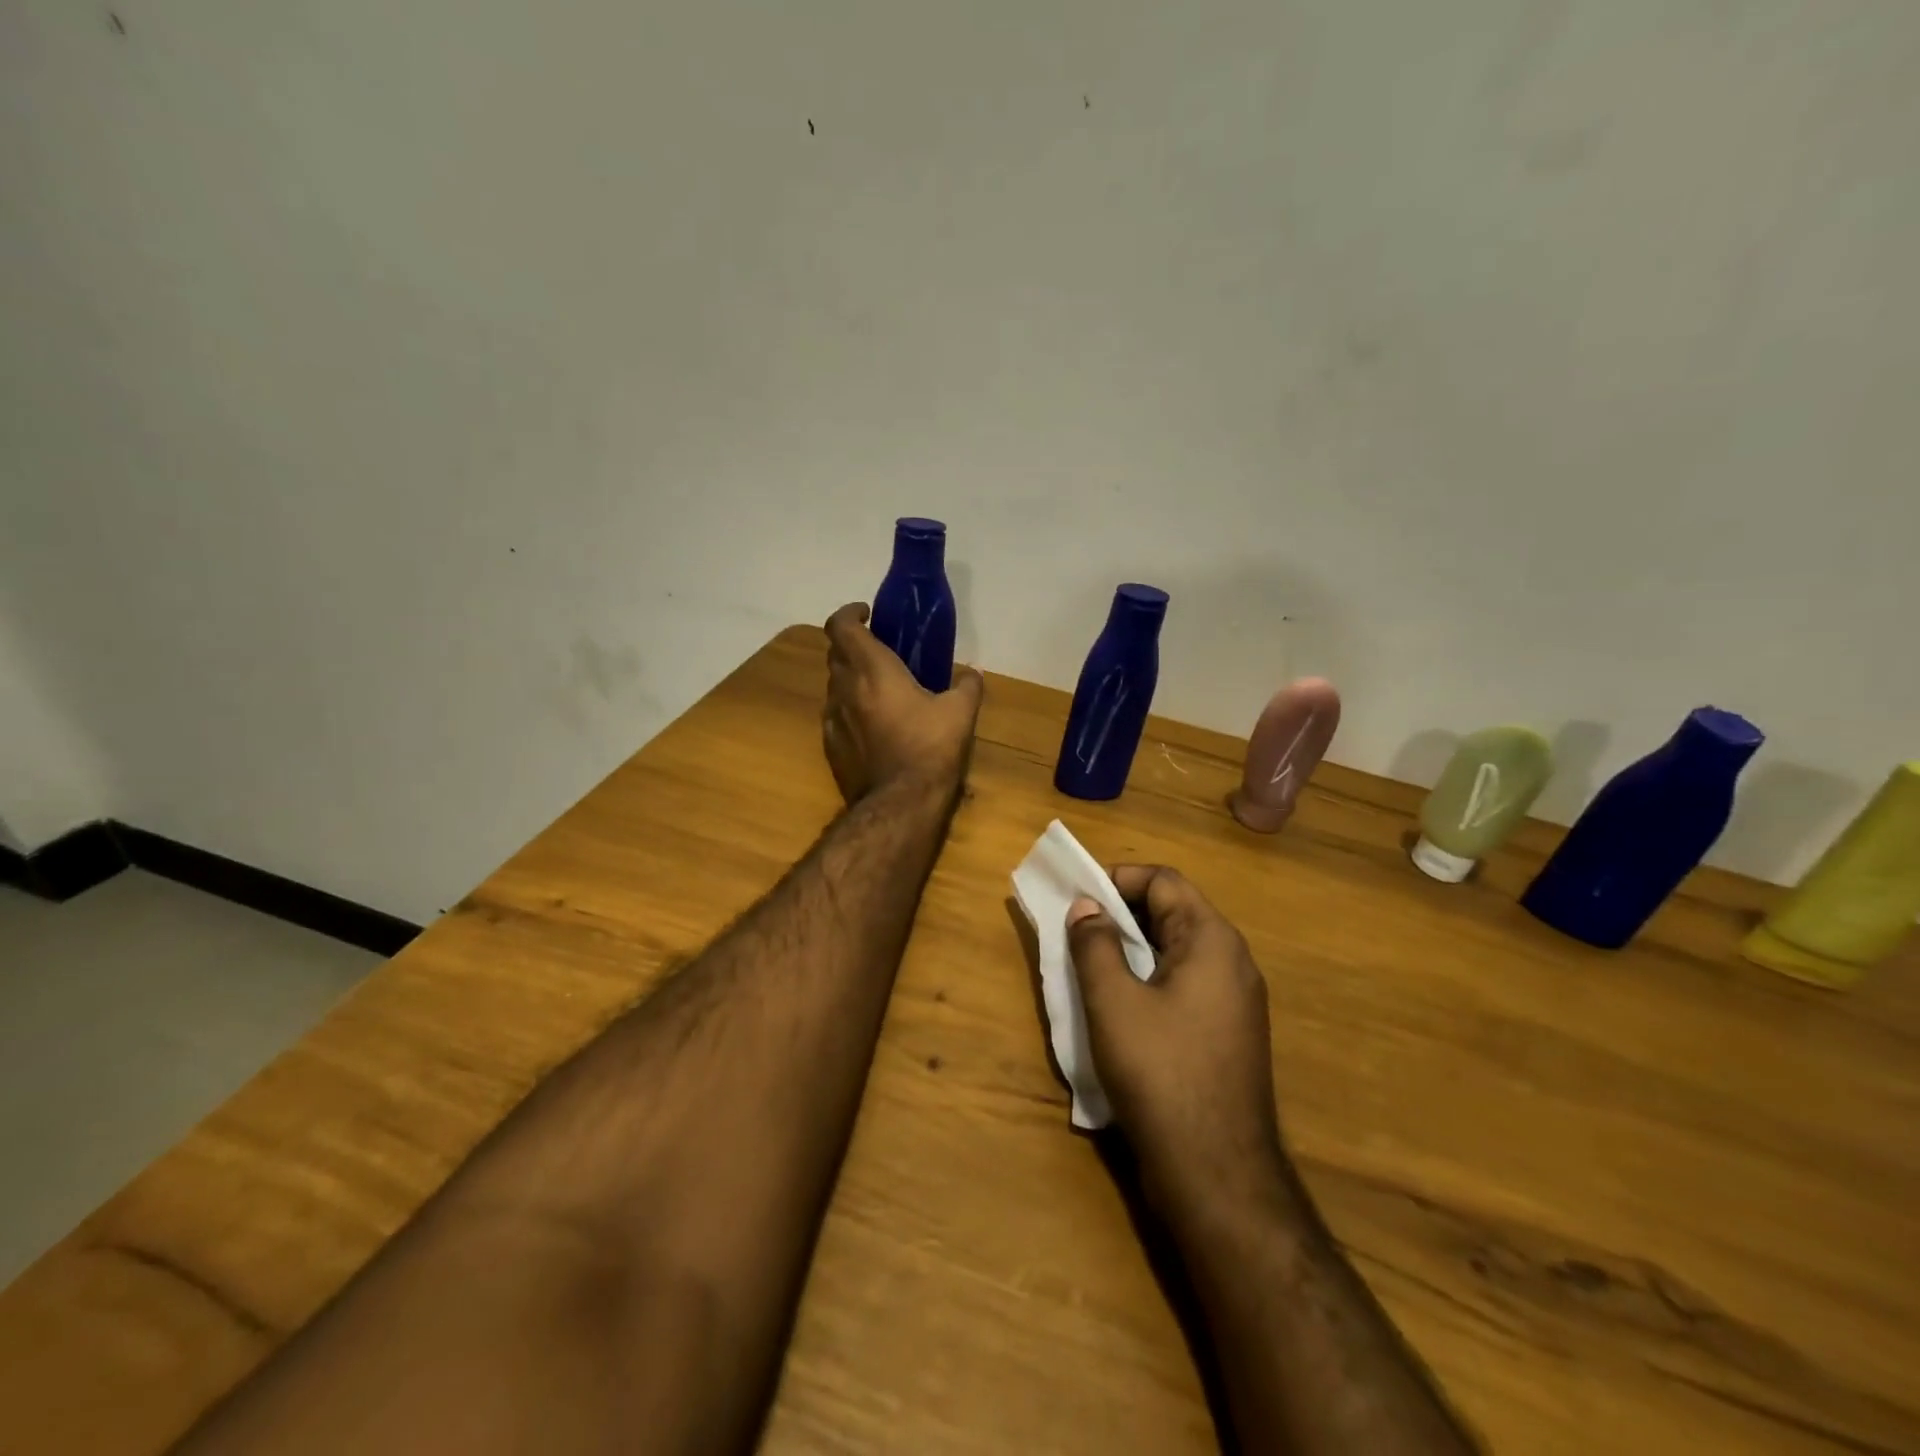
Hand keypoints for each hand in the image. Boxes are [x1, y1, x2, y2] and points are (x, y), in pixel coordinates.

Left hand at [823, 602, 982, 803]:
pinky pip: (835, 716)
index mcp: (872, 670)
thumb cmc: (929, 749)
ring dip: (851, 679)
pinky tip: (873, 726)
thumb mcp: (960, 714)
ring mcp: (832, 719)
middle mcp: (844, 689)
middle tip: (880, 651)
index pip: (841, 626)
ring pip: (834, 686)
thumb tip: (971, 674)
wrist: (899, 804)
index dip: (849, 613)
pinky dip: (850, 710)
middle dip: (853, 645)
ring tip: (880, 690)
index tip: (867, 614)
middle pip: (835, 653)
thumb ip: (966, 686)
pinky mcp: (831, 747)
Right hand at [1066, 866, 1289, 1224]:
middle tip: (1075, 926)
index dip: (1118, 879)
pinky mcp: (1226, 1035)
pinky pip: (1184, 985)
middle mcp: (1232, 962)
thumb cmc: (1161, 1073)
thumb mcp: (1114, 1002)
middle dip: (1122, 912)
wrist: (1217, 1173)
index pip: (1164, 882)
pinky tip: (1118, 1004)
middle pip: (1173, 912)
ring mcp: (1234, 1002)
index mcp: (1212, 941)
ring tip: (1088, 961)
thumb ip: (1095, 945)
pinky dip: (1148, 979)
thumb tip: (1087, 907)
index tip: (1077, 894)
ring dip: (1132, 947)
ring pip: (1176, 951)